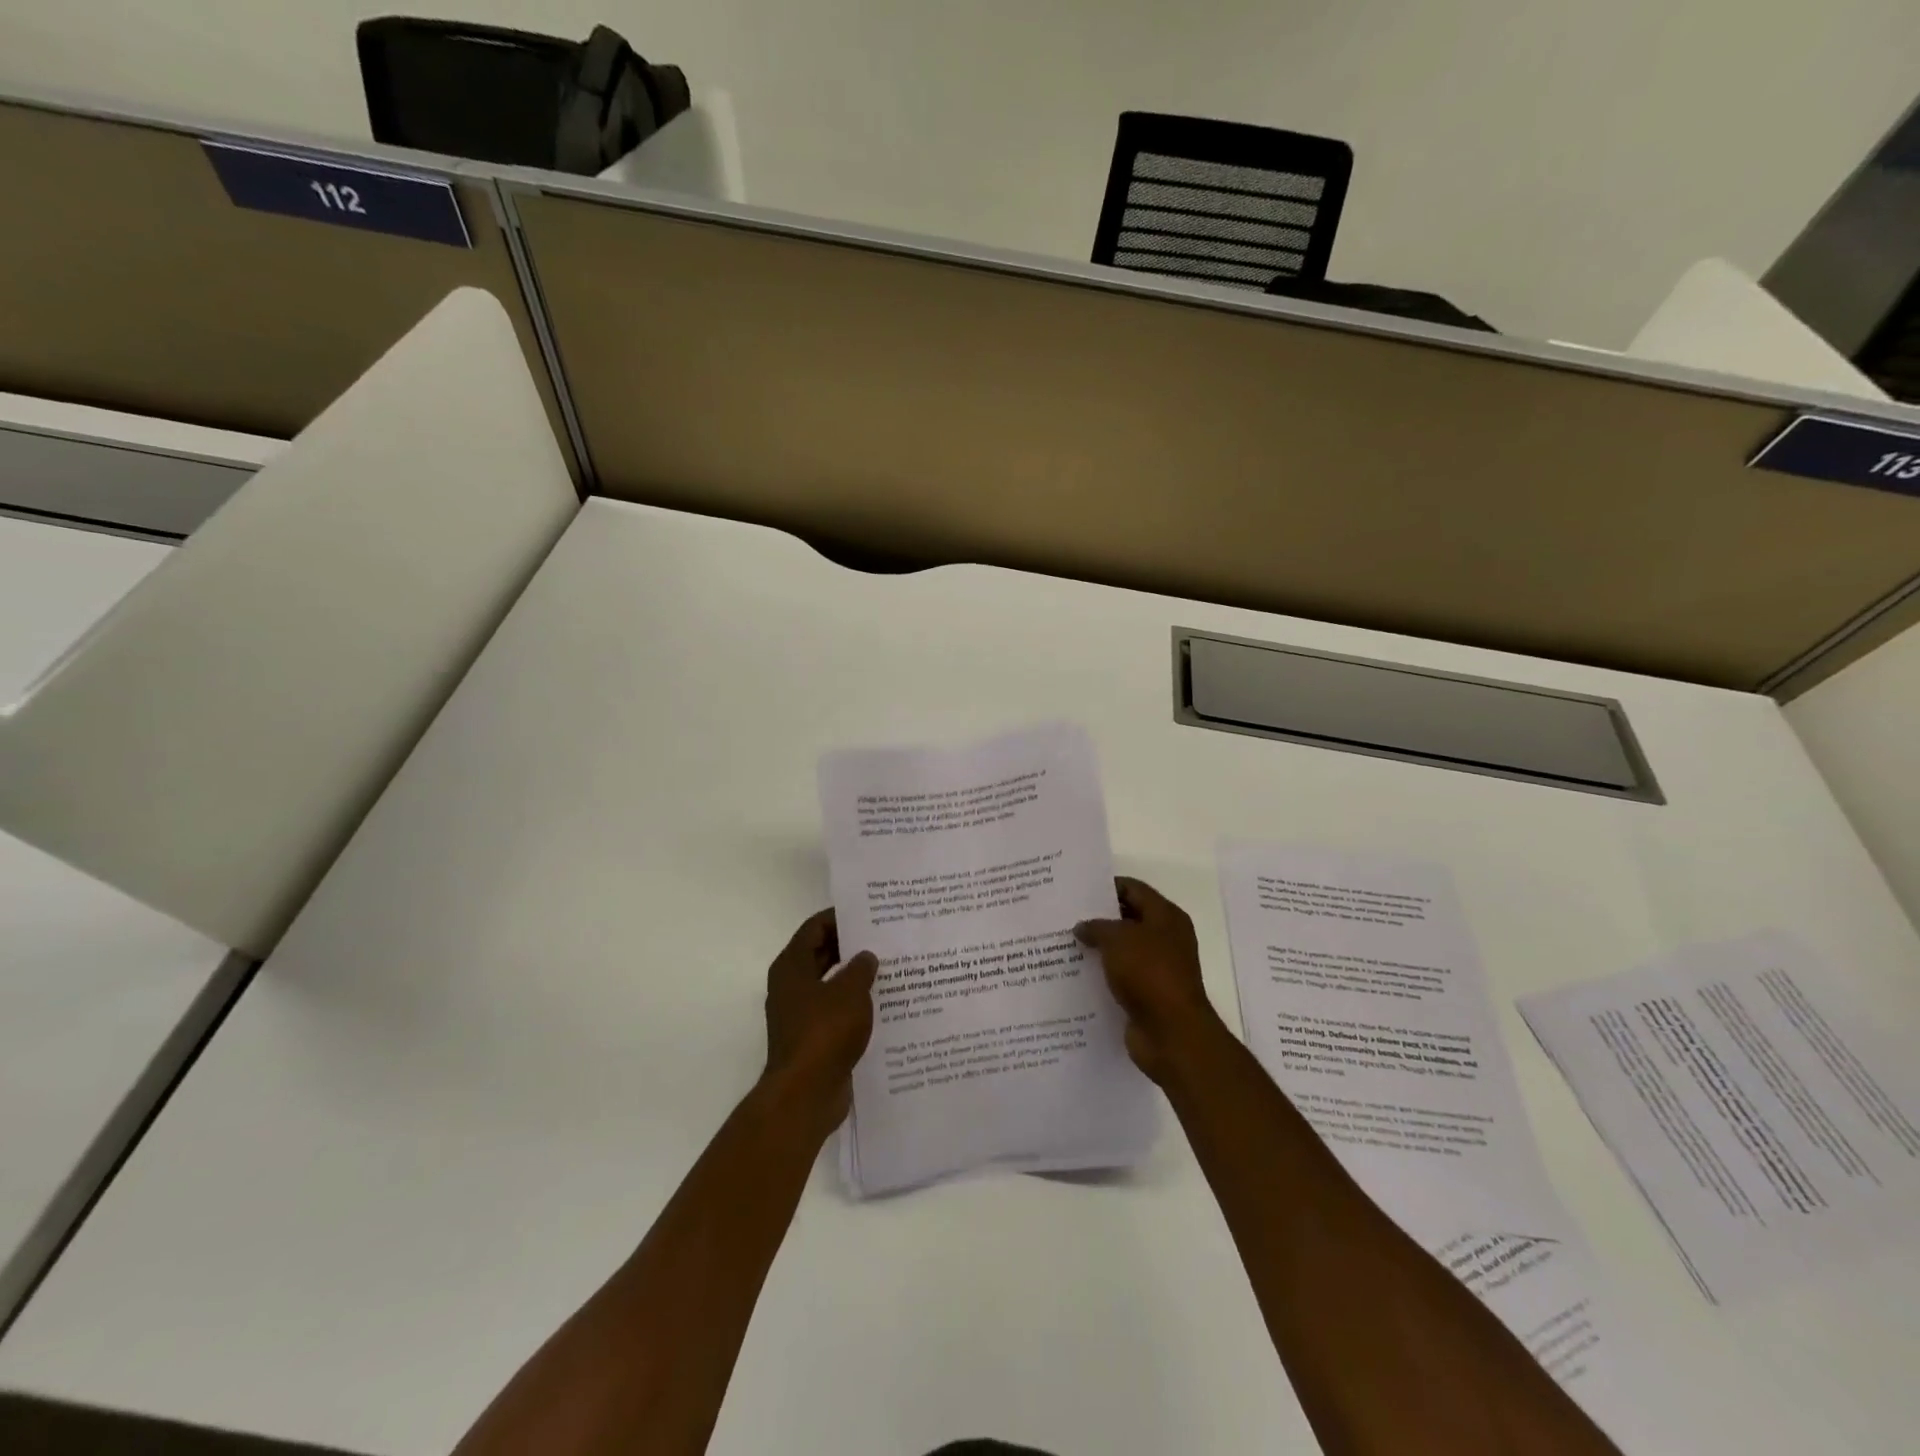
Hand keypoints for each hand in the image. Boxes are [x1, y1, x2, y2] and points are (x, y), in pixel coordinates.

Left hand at [762, 909, 877, 1133]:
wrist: (806, 1094)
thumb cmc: (824, 1032)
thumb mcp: (850, 992)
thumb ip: (861, 968)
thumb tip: (866, 956)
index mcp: (792, 967)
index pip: (814, 928)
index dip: (839, 917)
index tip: (869, 912)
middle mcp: (791, 986)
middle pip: (822, 954)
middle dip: (851, 946)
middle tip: (885, 937)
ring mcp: (800, 1014)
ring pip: (830, 984)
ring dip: (855, 977)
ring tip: (890, 968)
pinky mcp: (813, 1038)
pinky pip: (836, 1011)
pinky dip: (855, 1004)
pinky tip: (884, 1004)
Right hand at [1075, 877, 1222, 1083]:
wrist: (1172, 1033)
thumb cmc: (1149, 974)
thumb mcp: (1118, 939)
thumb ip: (1097, 927)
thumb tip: (1083, 927)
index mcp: (1166, 916)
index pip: (1133, 888)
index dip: (1105, 886)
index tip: (1076, 890)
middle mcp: (1165, 938)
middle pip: (1128, 918)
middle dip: (1098, 918)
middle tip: (1064, 916)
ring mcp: (1158, 967)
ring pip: (1122, 949)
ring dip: (1098, 947)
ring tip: (1064, 943)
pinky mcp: (1148, 993)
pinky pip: (1120, 976)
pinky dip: (1102, 973)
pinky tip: (1075, 973)